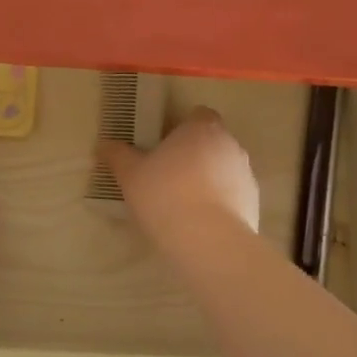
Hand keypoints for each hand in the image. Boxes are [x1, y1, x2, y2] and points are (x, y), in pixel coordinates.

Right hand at [99, 107, 259, 251]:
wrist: (207, 241)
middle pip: (212, 142)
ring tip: (183, 204)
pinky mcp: (254, 203)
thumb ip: (117, 156)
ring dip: (208, 179)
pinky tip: (200, 223)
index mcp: (201, 128)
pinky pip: (233, 196)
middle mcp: (230, 145)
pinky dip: (220, 204)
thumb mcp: (131, 175)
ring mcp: (245, 174)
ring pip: (224, 169)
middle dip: (194, 154)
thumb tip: (103, 145)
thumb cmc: (165, 195)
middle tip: (168, 175)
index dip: (183, 128)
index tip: (165, 146)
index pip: (199, 115)